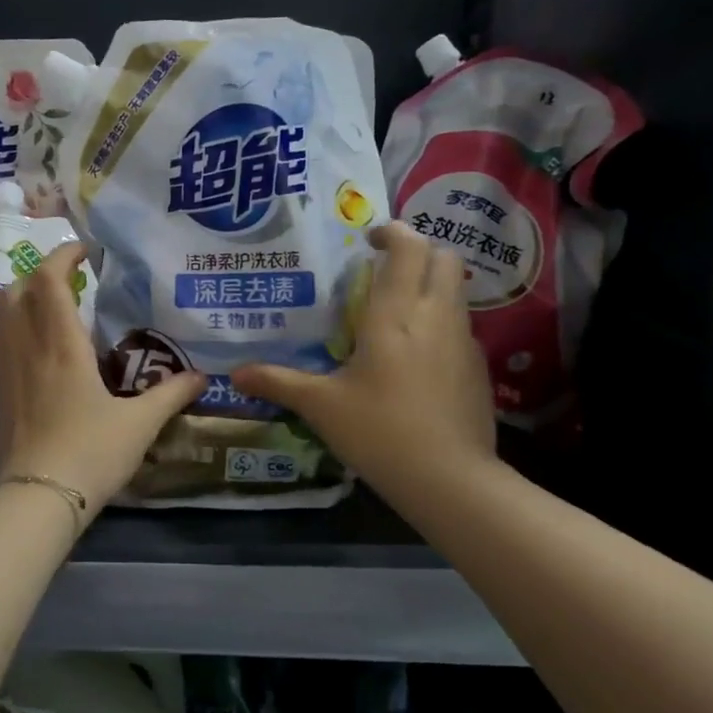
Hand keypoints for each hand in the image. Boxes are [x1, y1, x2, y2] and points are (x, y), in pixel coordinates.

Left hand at [0, 242, 206, 519]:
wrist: (36, 499)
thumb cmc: (90, 453)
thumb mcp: (140, 424)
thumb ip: (170, 395)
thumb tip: (202, 377)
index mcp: (60, 344)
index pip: (48, 280)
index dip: (63, 256)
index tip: (85, 252)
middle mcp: (26, 347)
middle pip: (16, 289)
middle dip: (40, 274)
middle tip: (72, 281)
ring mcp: (5, 370)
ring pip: (1, 315)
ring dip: (24, 298)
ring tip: (55, 309)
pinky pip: (0, 343)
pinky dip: (16, 328)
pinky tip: (40, 351)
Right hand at [231, 222, 497, 501]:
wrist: (451, 481)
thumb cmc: (380, 432)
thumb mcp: (320, 406)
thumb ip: (278, 382)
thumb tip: (235, 375)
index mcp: (396, 314)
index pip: (409, 247)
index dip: (393, 231)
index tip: (369, 239)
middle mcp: (436, 316)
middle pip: (444, 257)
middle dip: (418, 251)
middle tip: (384, 269)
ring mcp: (464, 342)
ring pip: (457, 291)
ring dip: (430, 285)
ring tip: (395, 311)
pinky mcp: (478, 369)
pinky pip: (460, 326)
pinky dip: (440, 322)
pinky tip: (415, 357)